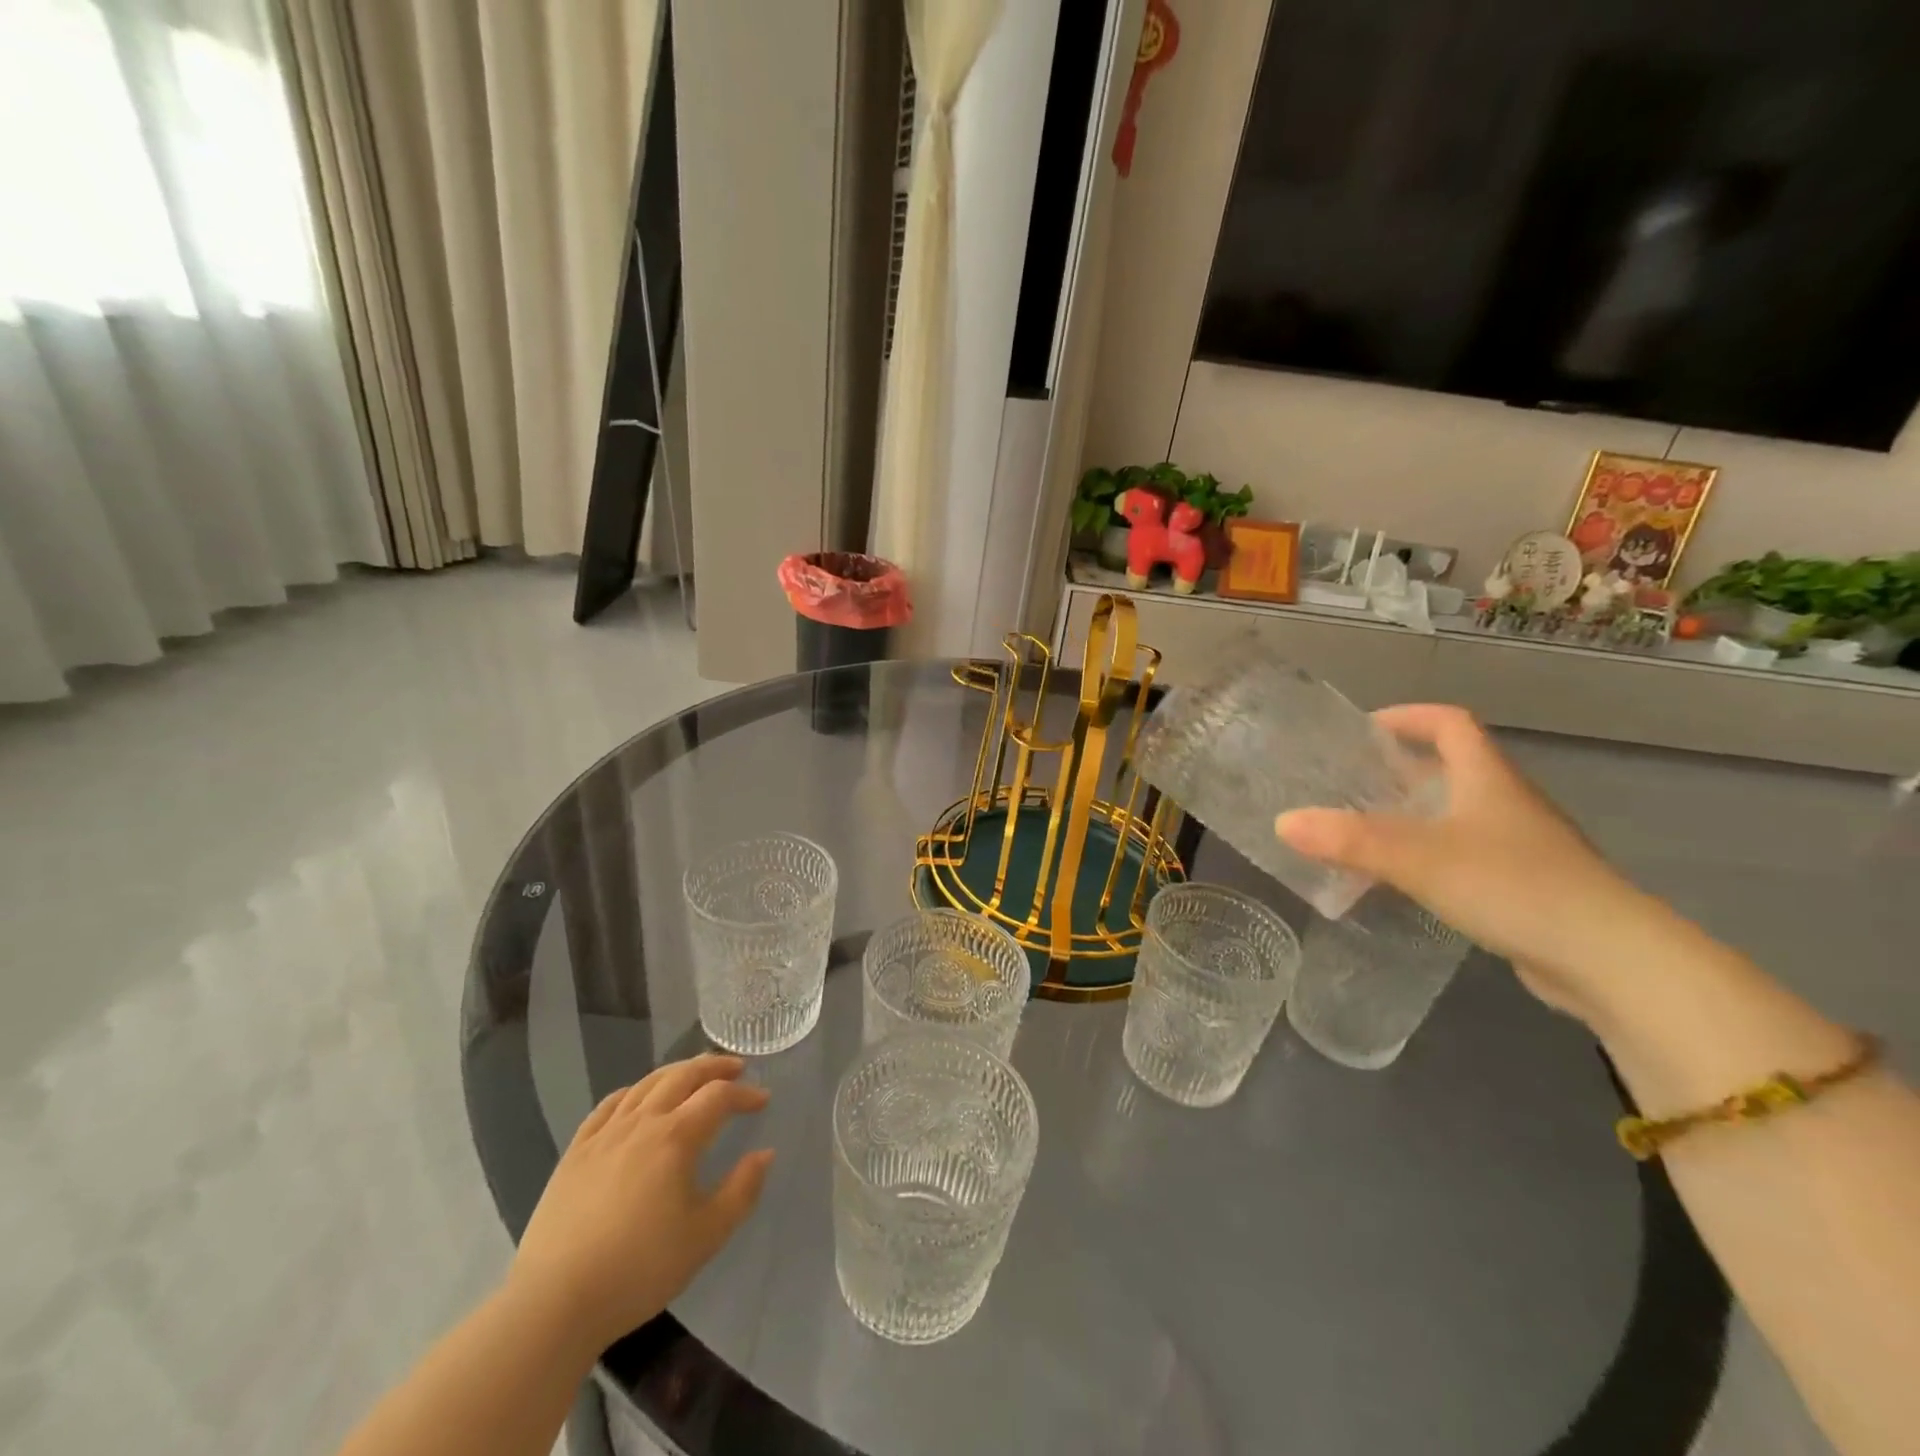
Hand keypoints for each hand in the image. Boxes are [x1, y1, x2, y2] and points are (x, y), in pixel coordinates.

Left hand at [507, 1054, 773, 1351]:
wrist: (555, 1303)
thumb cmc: (640, 1270)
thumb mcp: (706, 1236)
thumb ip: (742, 1190)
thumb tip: (764, 1153)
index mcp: (676, 1137)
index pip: (718, 1096)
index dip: (744, 1094)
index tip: (762, 1100)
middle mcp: (642, 1122)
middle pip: (682, 1076)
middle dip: (713, 1066)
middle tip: (735, 1067)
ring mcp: (604, 1134)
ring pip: (646, 1084)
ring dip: (676, 1071)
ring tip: (693, 1074)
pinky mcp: (576, 1152)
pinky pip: (609, 1105)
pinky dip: (633, 1091)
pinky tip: (638, 1098)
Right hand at [1276, 704, 1669, 1025]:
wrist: (1610, 960)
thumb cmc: (1512, 885)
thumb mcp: (1417, 858)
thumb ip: (1349, 839)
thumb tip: (1282, 821)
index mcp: (1487, 779)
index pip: (1450, 723)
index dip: (1408, 716)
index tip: (1364, 729)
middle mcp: (1506, 803)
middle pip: (1451, 768)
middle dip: (1399, 770)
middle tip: (1349, 783)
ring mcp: (1521, 847)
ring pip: (1456, 816)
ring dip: (1411, 817)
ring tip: (1362, 833)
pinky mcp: (1526, 888)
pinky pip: (1465, 857)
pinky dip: (1428, 858)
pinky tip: (1402, 884)